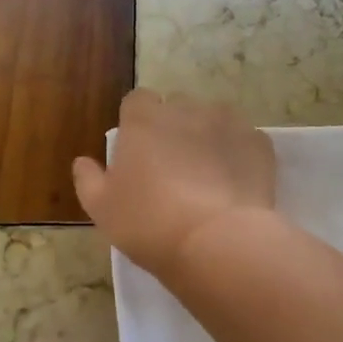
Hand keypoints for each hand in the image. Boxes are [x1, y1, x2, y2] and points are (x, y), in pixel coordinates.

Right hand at [73, 90, 276, 277]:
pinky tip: (235, 185)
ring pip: (214, 119)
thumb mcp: (102, 209)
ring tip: (209, 175)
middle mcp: (186, 109)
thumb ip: (89, 179)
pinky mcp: (258, 142)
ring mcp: (227, 122)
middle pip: (178, 106)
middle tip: (173, 166)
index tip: (140, 150)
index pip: (137, 100)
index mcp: (144, 120)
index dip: (138, 122)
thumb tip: (83, 161)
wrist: (216, 241)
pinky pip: (244, 140)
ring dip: (208, 137)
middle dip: (175, 127)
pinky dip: (238, 155)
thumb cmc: (148, 223)